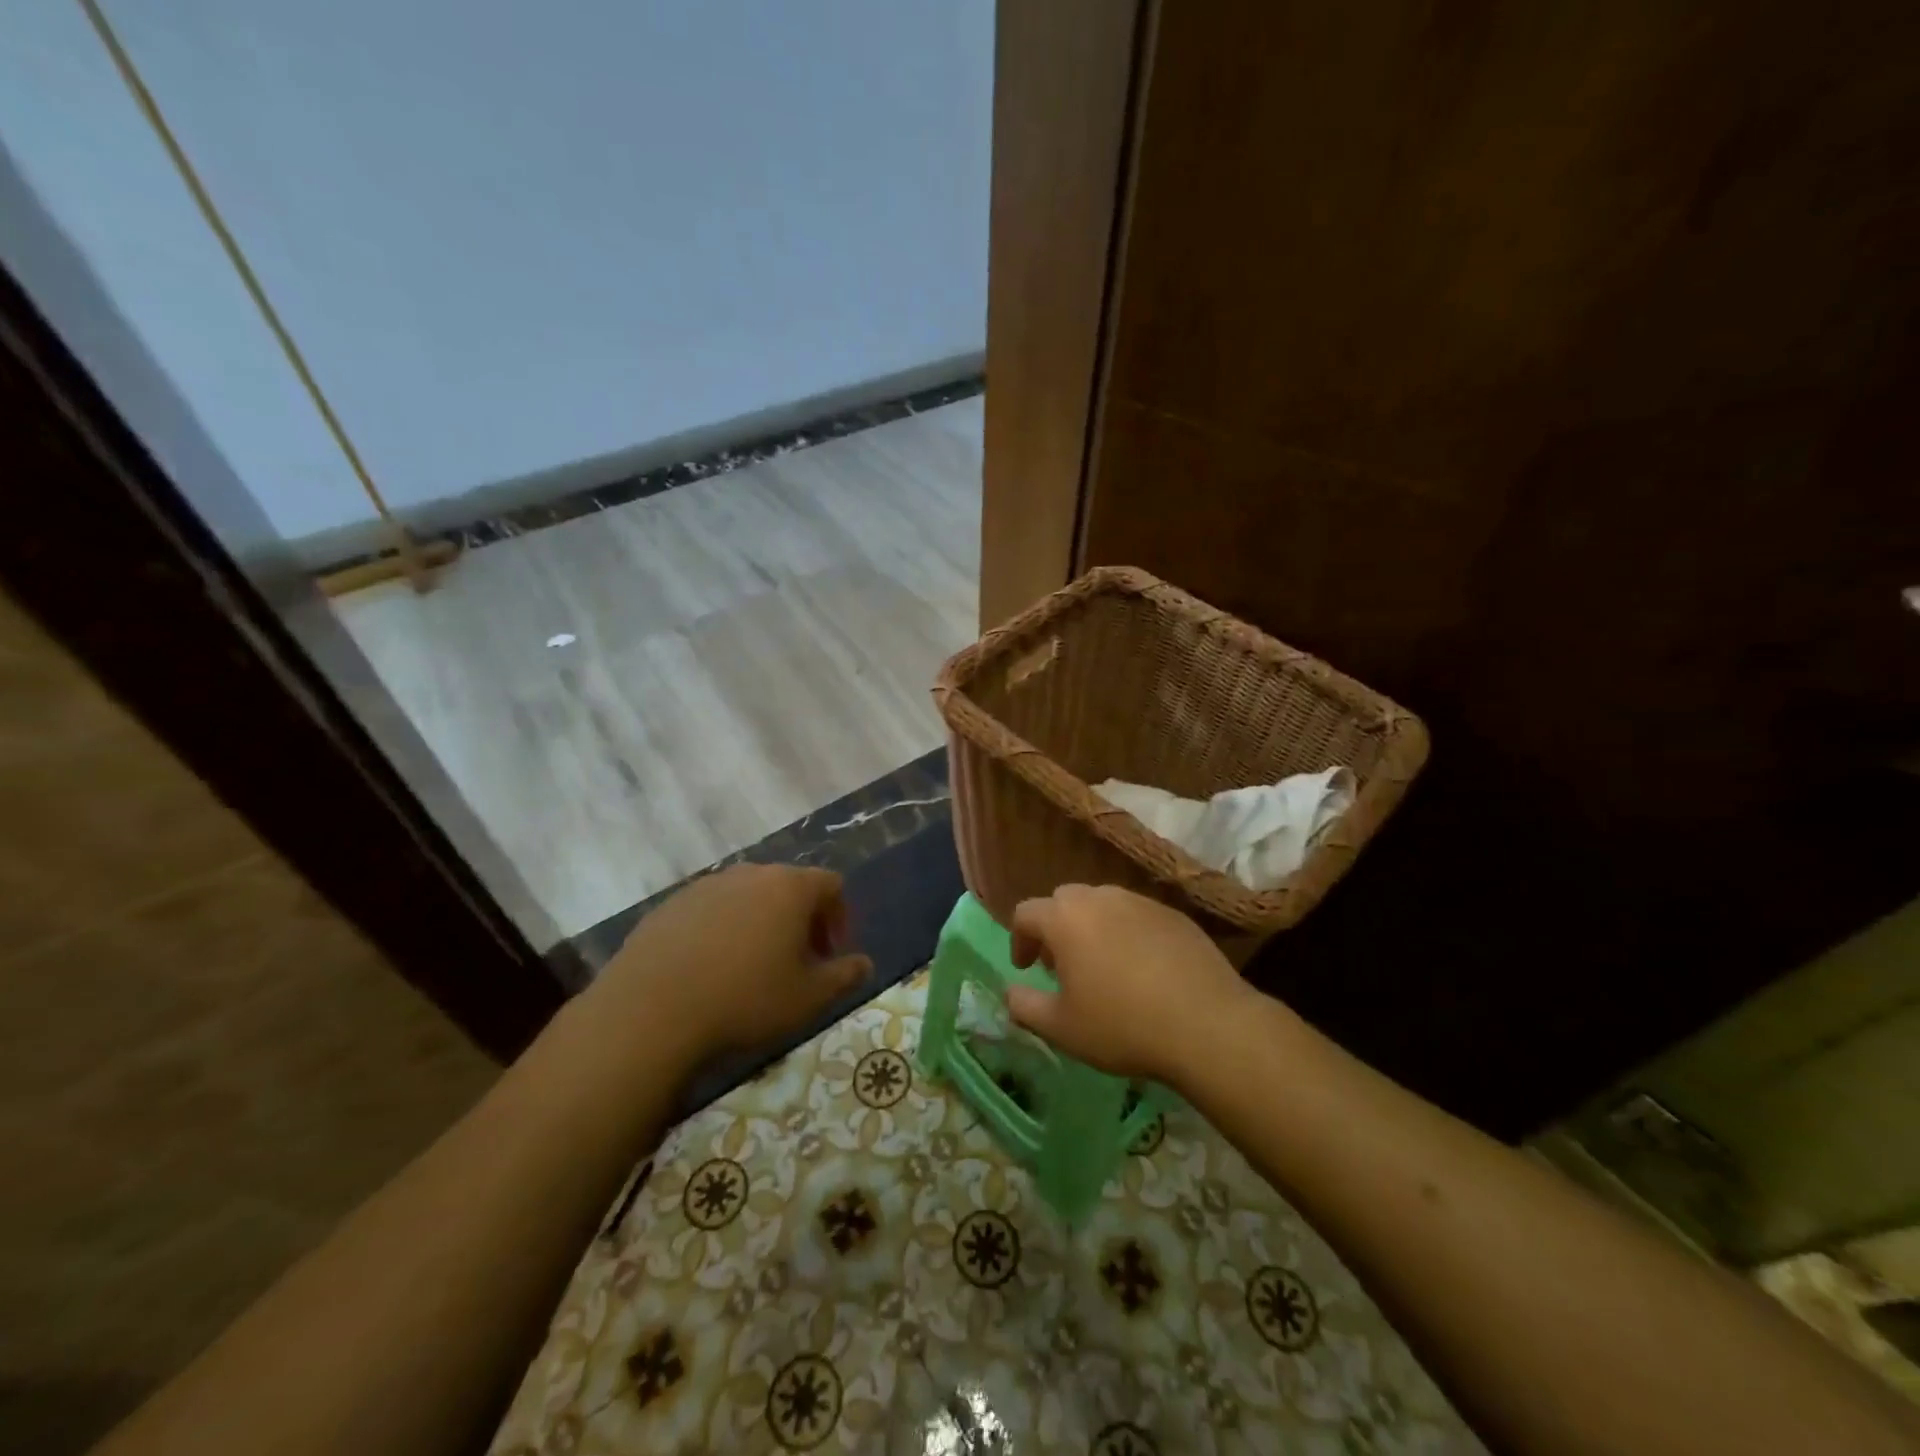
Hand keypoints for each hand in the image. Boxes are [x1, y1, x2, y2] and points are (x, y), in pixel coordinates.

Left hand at [588, 863, 871, 1064]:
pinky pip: (711, 910)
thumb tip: (865, 963)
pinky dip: (722, 930)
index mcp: (790, 887)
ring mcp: (706, 885)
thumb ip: (844, 976)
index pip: (831, 885)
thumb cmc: (745, 1000)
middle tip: (797, 962)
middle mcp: (750, 874)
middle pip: (789, 886)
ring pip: (748, 897)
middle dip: (801, 920)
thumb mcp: (808, 998)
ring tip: (752, 967)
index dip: (839, 917)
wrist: (650, 1011)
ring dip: (761, 923)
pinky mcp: (671, 904)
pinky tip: (710, 970)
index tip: (830, 955)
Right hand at [1006, 883, 1260, 1083]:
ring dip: (1092, 928)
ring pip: (1103, 904)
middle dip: (1056, 928)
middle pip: (1064, 900)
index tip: (1026, 969)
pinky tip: (1142, 969)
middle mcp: (1100, 898)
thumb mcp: (1061, 1028)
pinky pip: (1137, 915)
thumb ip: (1024, 1006)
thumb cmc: (1122, 1025)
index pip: (1026, 912)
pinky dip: (1127, 933)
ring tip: (1103, 967)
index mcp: (1065, 919)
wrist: (1207, 1024)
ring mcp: (1140, 902)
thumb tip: (1010, 992)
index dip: (1019, 939)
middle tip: (1062, 966)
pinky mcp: (1173, 915)